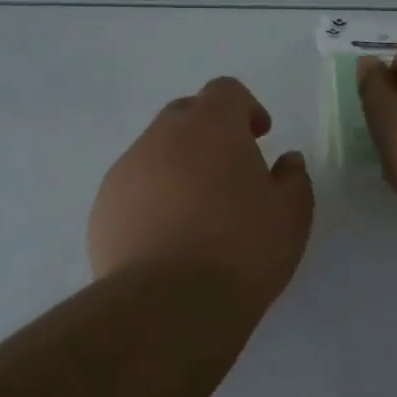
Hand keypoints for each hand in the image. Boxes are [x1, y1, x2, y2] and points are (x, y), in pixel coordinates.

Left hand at [89, 77, 314, 314]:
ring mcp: (126, 171)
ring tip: (196, 213)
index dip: (245, 108)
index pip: (225, 91)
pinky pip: (132, 189)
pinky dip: (151, 199)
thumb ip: (293, 178)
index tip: (258, 137)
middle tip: (228, 171)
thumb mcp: (291, 215)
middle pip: (185, 114)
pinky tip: (166, 239)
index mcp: (211, 125)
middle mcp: (162, 136)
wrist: (168, 305)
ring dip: (177, 167)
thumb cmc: (242, 249)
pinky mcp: (102, 208)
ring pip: (155, 152)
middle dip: (208, 132)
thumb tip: (286, 161)